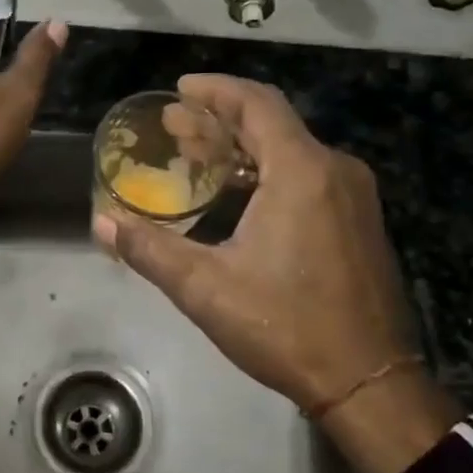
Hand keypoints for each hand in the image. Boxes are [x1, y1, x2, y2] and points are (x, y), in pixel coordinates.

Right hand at [93, 75, 460, 472]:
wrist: (369, 382)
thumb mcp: (206, 288)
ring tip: (198, 156)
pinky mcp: (360, 222)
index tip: (179, 89)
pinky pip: (309, 175)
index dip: (215, 90)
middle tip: (174, 126)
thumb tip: (102, 223)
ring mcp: (354, 197)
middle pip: (273, 124)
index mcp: (302, 171)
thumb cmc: (286, 327)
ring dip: (244, 148)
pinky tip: (239, 194)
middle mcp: (335, 170)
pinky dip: (269, 171)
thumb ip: (150, 249)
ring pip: (292, 150)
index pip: (257, 103)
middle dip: (220, 120)